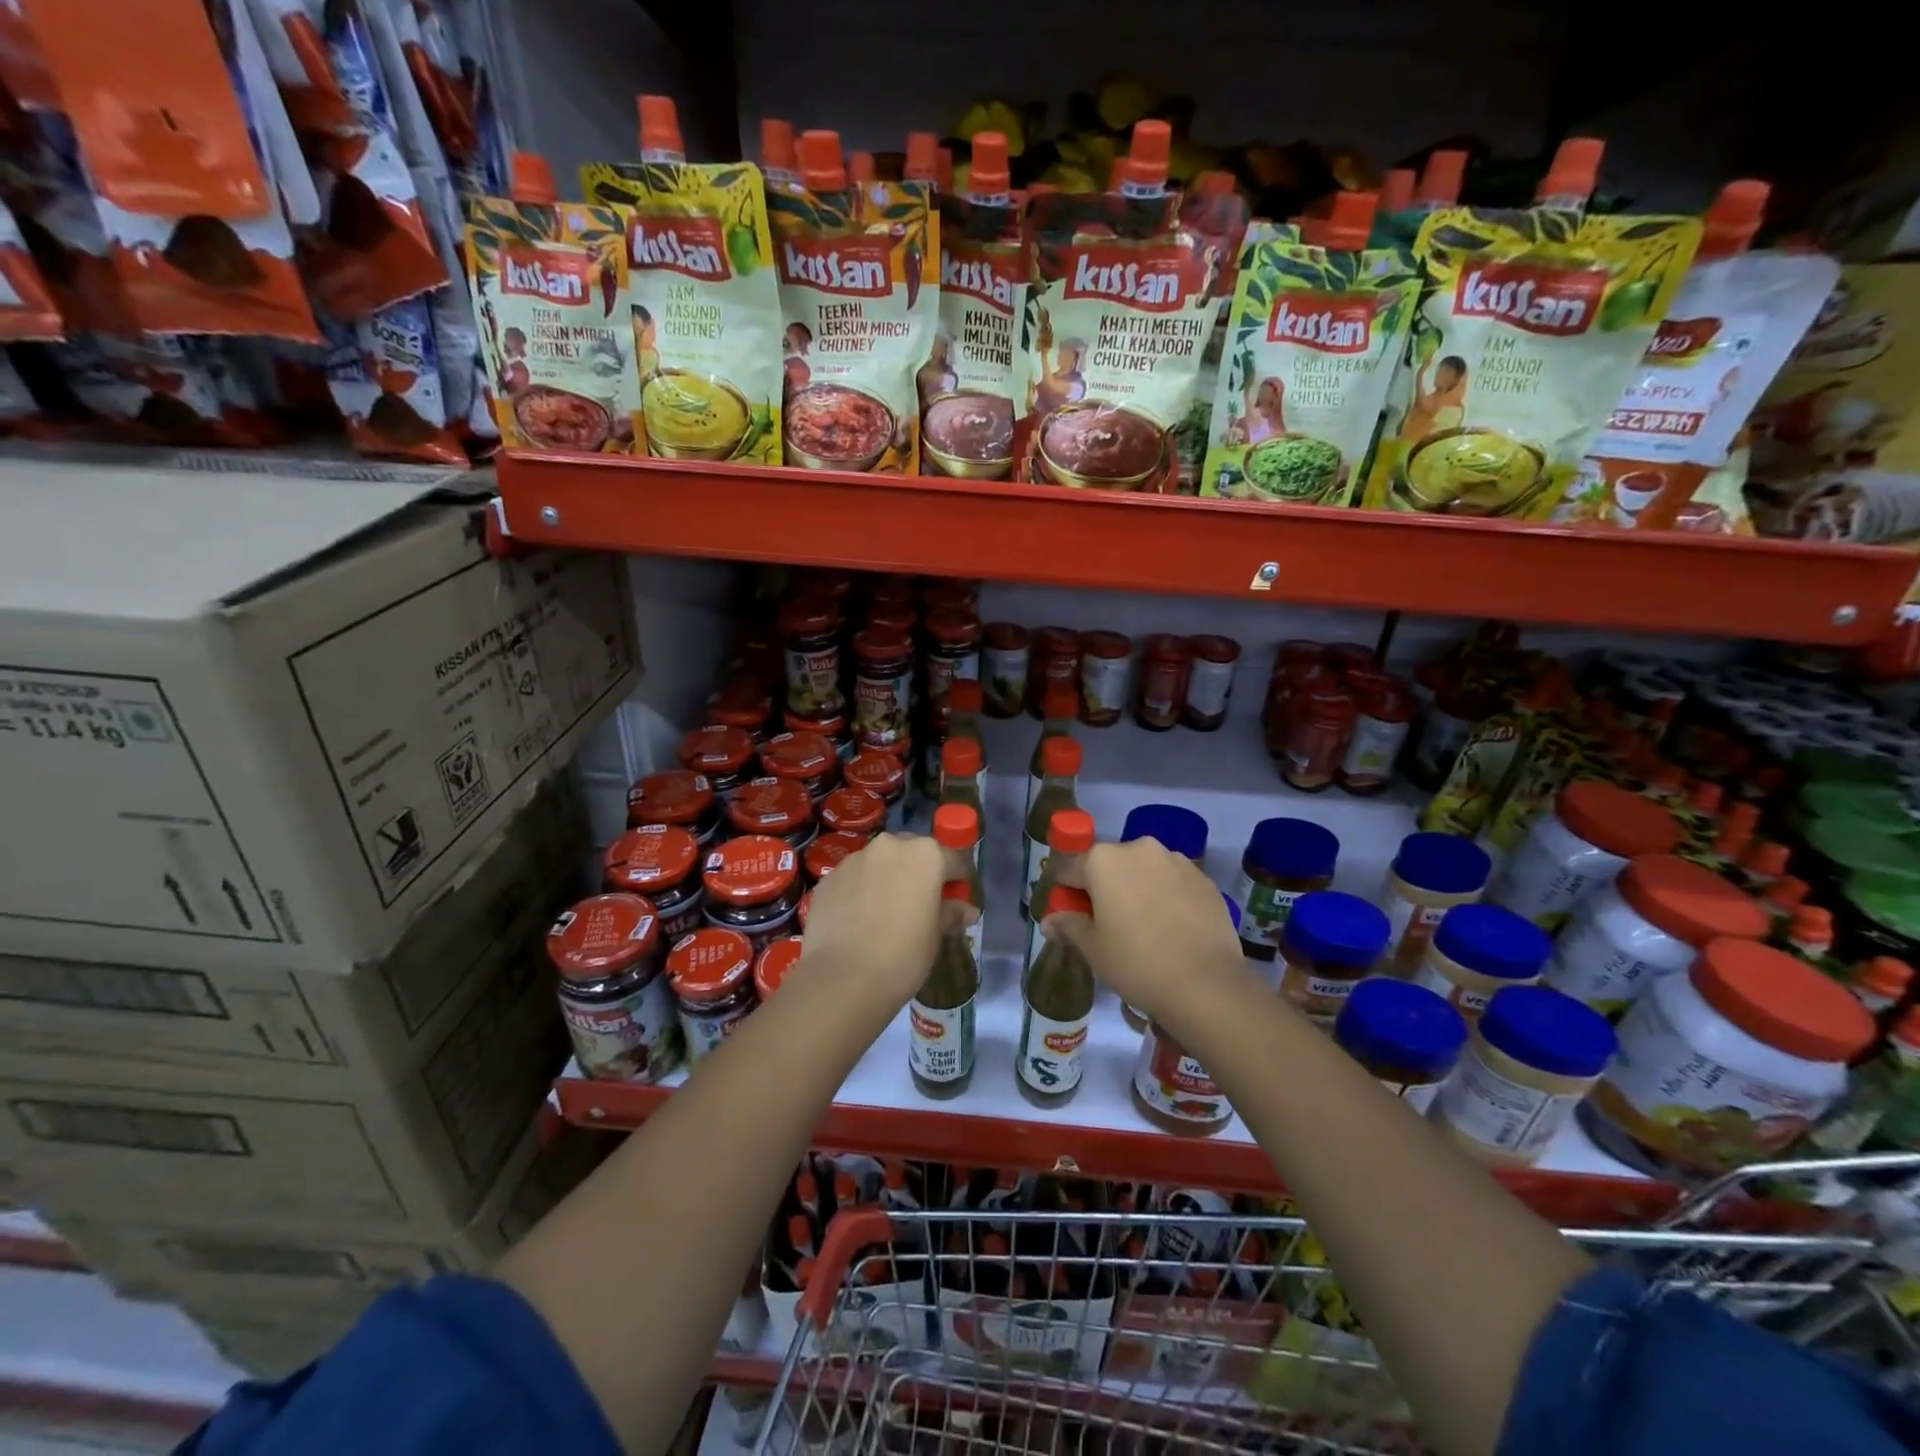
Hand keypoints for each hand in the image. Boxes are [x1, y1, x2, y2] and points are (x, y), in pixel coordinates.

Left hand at [798, 833, 944, 1012]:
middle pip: (912, 853)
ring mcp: (854, 859)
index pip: (952, 860)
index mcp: (925, 854)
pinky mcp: (828, 878)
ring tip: (885, 912)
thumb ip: (951, 914)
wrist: (842, 978)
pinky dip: (860, 891)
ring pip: (880, 863)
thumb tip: (966, 910)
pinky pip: (853, 879)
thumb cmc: (903, 954)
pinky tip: (859, 920)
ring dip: (887, 878)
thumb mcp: (936, 936)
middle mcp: (889, 846)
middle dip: (919, 873)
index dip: (957, 881)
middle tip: (920, 904)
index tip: (956, 900)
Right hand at [1056, 839, 1246, 1027]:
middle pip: (1109, 865)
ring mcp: (1176, 860)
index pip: (1069, 870)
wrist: (1206, 983)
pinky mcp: (1203, 878)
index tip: (1069, 917)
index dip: (1065, 894)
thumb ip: (1068, 926)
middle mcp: (1139, 848)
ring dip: (1137, 889)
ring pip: (1144, 871)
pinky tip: (1171, 928)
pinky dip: (1166, 897)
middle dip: (1103, 888)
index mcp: (1103, 860)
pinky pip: (1173, 882)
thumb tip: (1049, 921)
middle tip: (1107, 925)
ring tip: (1144, 927)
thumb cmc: (1136, 962)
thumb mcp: (1092, 948)